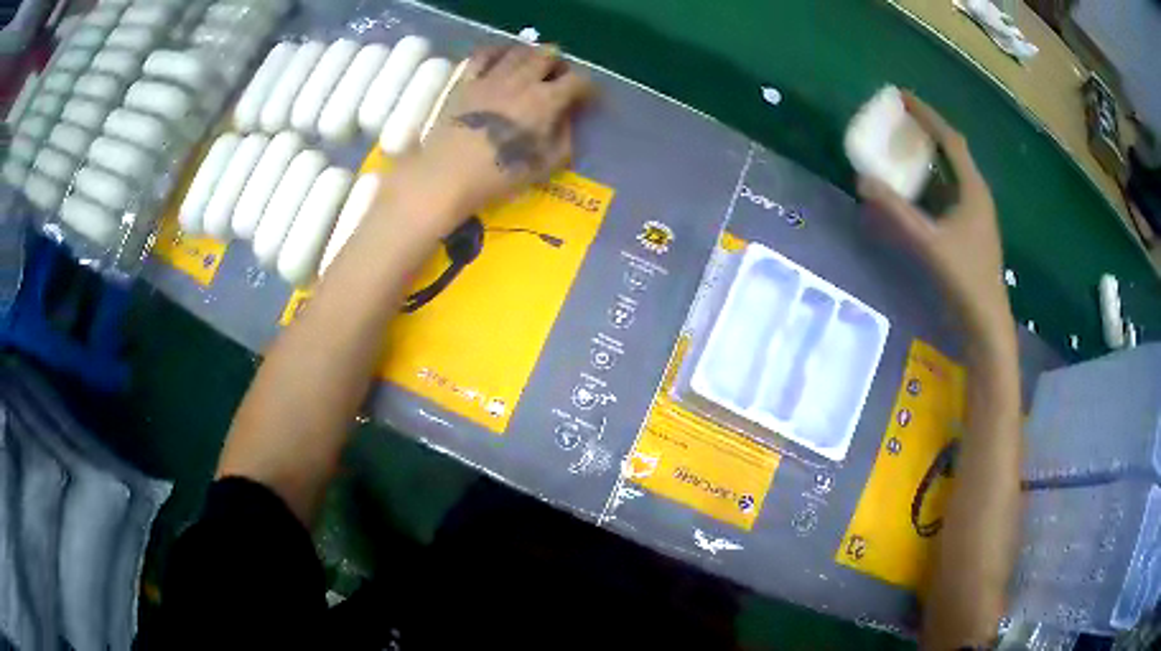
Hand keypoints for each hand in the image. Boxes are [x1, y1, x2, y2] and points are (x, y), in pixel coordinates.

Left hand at [392, 44, 593, 236]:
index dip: (589, 88)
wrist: (448, 175)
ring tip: (531, 69)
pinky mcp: (466, 81)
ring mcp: (492, 76)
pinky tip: (501, 61)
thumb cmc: (500, 175)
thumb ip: (563, 138)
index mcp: (546, 100)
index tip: (589, 99)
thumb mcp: (546, 165)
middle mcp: (522, 79)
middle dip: (559, 65)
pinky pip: (484, 54)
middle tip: (558, 81)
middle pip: (548, 54)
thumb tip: (566, 119)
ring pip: (519, 50)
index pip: (578, 80)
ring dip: (532, 55)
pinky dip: (498, 52)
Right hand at [857, 92, 1011, 343]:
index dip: (926, 115)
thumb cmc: (965, 279)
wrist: (986, 323)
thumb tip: (863, 180)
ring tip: (903, 146)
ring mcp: (975, 215)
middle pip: (951, 153)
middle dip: (926, 132)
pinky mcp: (970, 232)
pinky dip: (930, 184)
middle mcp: (976, 196)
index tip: (902, 97)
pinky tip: (915, 189)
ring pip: (950, 175)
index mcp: (973, 189)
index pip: (949, 140)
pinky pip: (948, 195)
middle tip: (899, 119)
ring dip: (928, 158)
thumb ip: (896, 212)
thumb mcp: (928, 243)